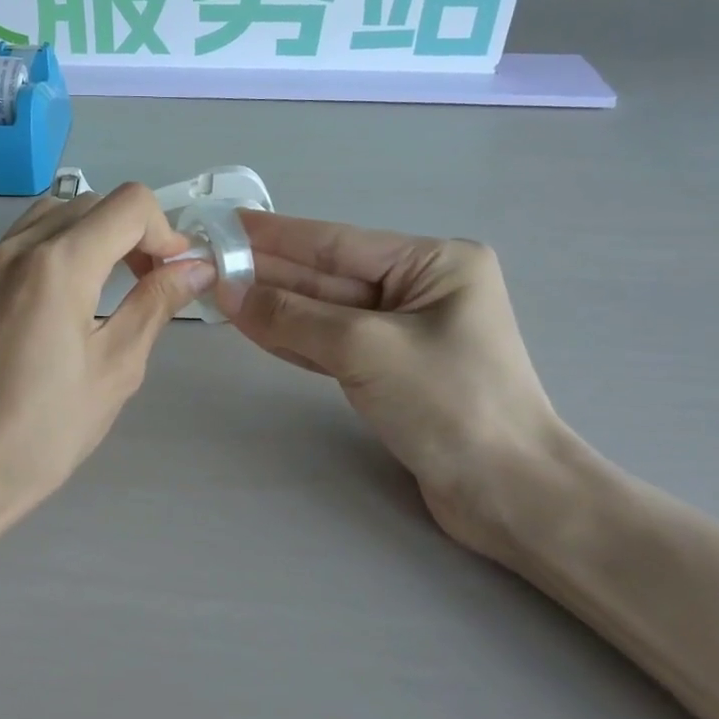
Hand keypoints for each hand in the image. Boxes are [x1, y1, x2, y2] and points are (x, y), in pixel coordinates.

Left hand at [0, 184, 214, 534]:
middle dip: (134, 232)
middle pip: (95, 202)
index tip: (174, 274)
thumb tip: (196, 268)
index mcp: (59, 264)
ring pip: (58, 212)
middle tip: (150, 283)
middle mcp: (20, 246)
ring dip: (96, 234)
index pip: (130, 205)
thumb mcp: (117, 367)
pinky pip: (28, 237)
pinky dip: (62, 246)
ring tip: (110, 285)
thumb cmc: (46, 429)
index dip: (165, 232)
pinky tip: (70, 297)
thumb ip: (156, 304)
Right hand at [222, 213, 567, 563]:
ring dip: (275, 306)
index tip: (227, 223)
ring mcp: (406, 334)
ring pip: (326, 313)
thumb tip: (228, 290)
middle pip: (328, 277)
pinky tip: (254, 326)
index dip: (277, 235)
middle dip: (270, 272)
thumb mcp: (365, 349)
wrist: (509, 494)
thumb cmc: (449, 403)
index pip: (337, 243)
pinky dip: (295, 339)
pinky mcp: (393, 372)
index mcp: (434, 263)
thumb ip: (293, 316)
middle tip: (210, 262)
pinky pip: (334, 345)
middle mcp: (421, 290)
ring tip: (220, 290)